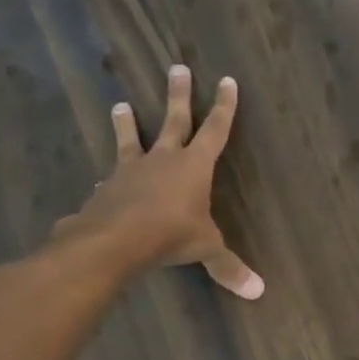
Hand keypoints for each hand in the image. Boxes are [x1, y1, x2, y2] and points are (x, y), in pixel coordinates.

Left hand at [53, 64, 263, 298]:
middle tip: (177, 67)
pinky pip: (111, 176)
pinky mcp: (108, 186)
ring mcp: (132, 169)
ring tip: (121, 104)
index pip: (216, 130)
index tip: (227, 80)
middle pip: (174, 120)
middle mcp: (164, 159)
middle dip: (179, 95)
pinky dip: (110, 176)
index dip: (224, 107)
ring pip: (132, 139)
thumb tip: (258, 292)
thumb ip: (228, 267)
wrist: (115, 239)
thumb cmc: (170, 235)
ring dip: (128, 123)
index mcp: (195, 166)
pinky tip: (101, 179)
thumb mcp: (206, 250)